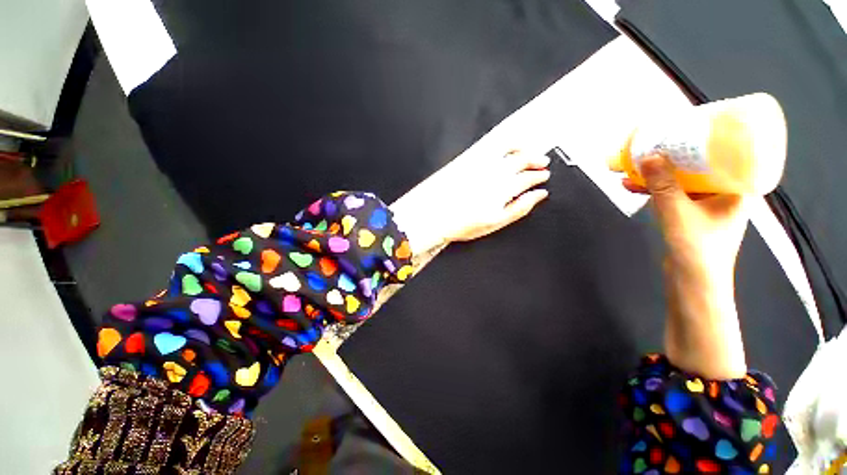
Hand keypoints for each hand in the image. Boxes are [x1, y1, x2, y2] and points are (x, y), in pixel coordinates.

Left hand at [391, 150, 550, 254]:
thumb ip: (520, 208)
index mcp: (503, 189)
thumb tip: (539, 195)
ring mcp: (482, 164)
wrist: (435, 216)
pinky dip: (504, 144)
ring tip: (529, 152)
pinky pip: (491, 146)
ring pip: (509, 150)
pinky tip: (507, 148)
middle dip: (536, 160)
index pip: (527, 178)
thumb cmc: (463, 223)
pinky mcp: (469, 160)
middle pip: (522, 161)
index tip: (544, 176)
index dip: (538, 177)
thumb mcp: (496, 222)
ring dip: (523, 149)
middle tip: (543, 163)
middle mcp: (495, 172)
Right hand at [624, 154, 748, 378]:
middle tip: (652, 145)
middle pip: (700, 165)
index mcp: (737, 189)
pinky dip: (655, 189)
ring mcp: (708, 205)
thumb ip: (663, 186)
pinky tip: (635, 186)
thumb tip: (649, 155)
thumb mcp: (677, 213)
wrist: (692, 284)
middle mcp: (725, 193)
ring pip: (682, 180)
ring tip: (634, 166)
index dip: (706, 138)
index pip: (727, 153)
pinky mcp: (691, 215)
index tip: (684, 128)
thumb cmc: (696, 250)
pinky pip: (673, 194)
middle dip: (672, 156)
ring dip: (658, 174)